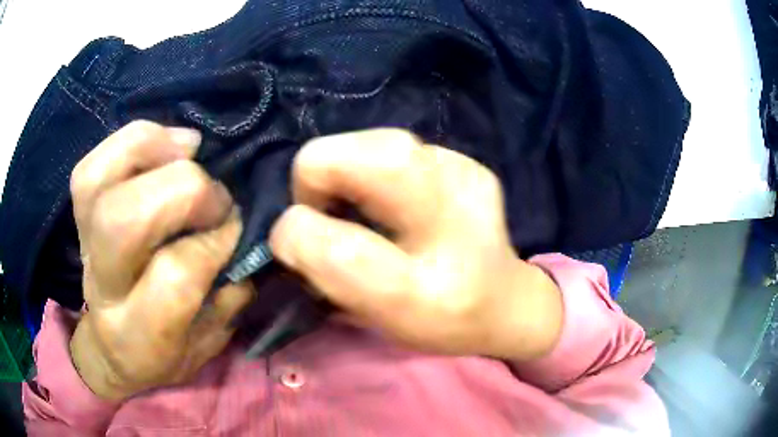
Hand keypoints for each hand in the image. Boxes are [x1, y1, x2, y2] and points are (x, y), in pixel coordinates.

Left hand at [69, 121, 253, 400]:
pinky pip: (94, 162)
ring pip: (99, 177)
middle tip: (215, 197)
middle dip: (186, 191)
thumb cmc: (164, 354)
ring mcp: (83, 242)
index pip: (175, 275)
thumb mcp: (207, 344)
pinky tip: (167, 145)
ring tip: (189, 151)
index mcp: (139, 335)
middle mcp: (102, 285)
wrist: (111, 349)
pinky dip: (134, 141)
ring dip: (152, 149)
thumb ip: (229, 297)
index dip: (215, 242)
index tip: (236, 232)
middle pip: (126, 217)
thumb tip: (245, 233)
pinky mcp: (80, 214)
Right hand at [270, 129, 562, 360]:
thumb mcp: (379, 321)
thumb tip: (292, 230)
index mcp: (424, 292)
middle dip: (318, 178)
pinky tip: (397, 198)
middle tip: (328, 212)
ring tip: (360, 204)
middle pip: (358, 159)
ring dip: (347, 168)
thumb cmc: (441, 323)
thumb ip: (326, 277)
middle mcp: (453, 226)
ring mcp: (466, 179)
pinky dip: (377, 167)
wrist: (508, 301)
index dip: (295, 236)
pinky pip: (398, 146)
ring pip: (376, 142)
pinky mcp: (468, 163)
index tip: (298, 247)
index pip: (335, 246)